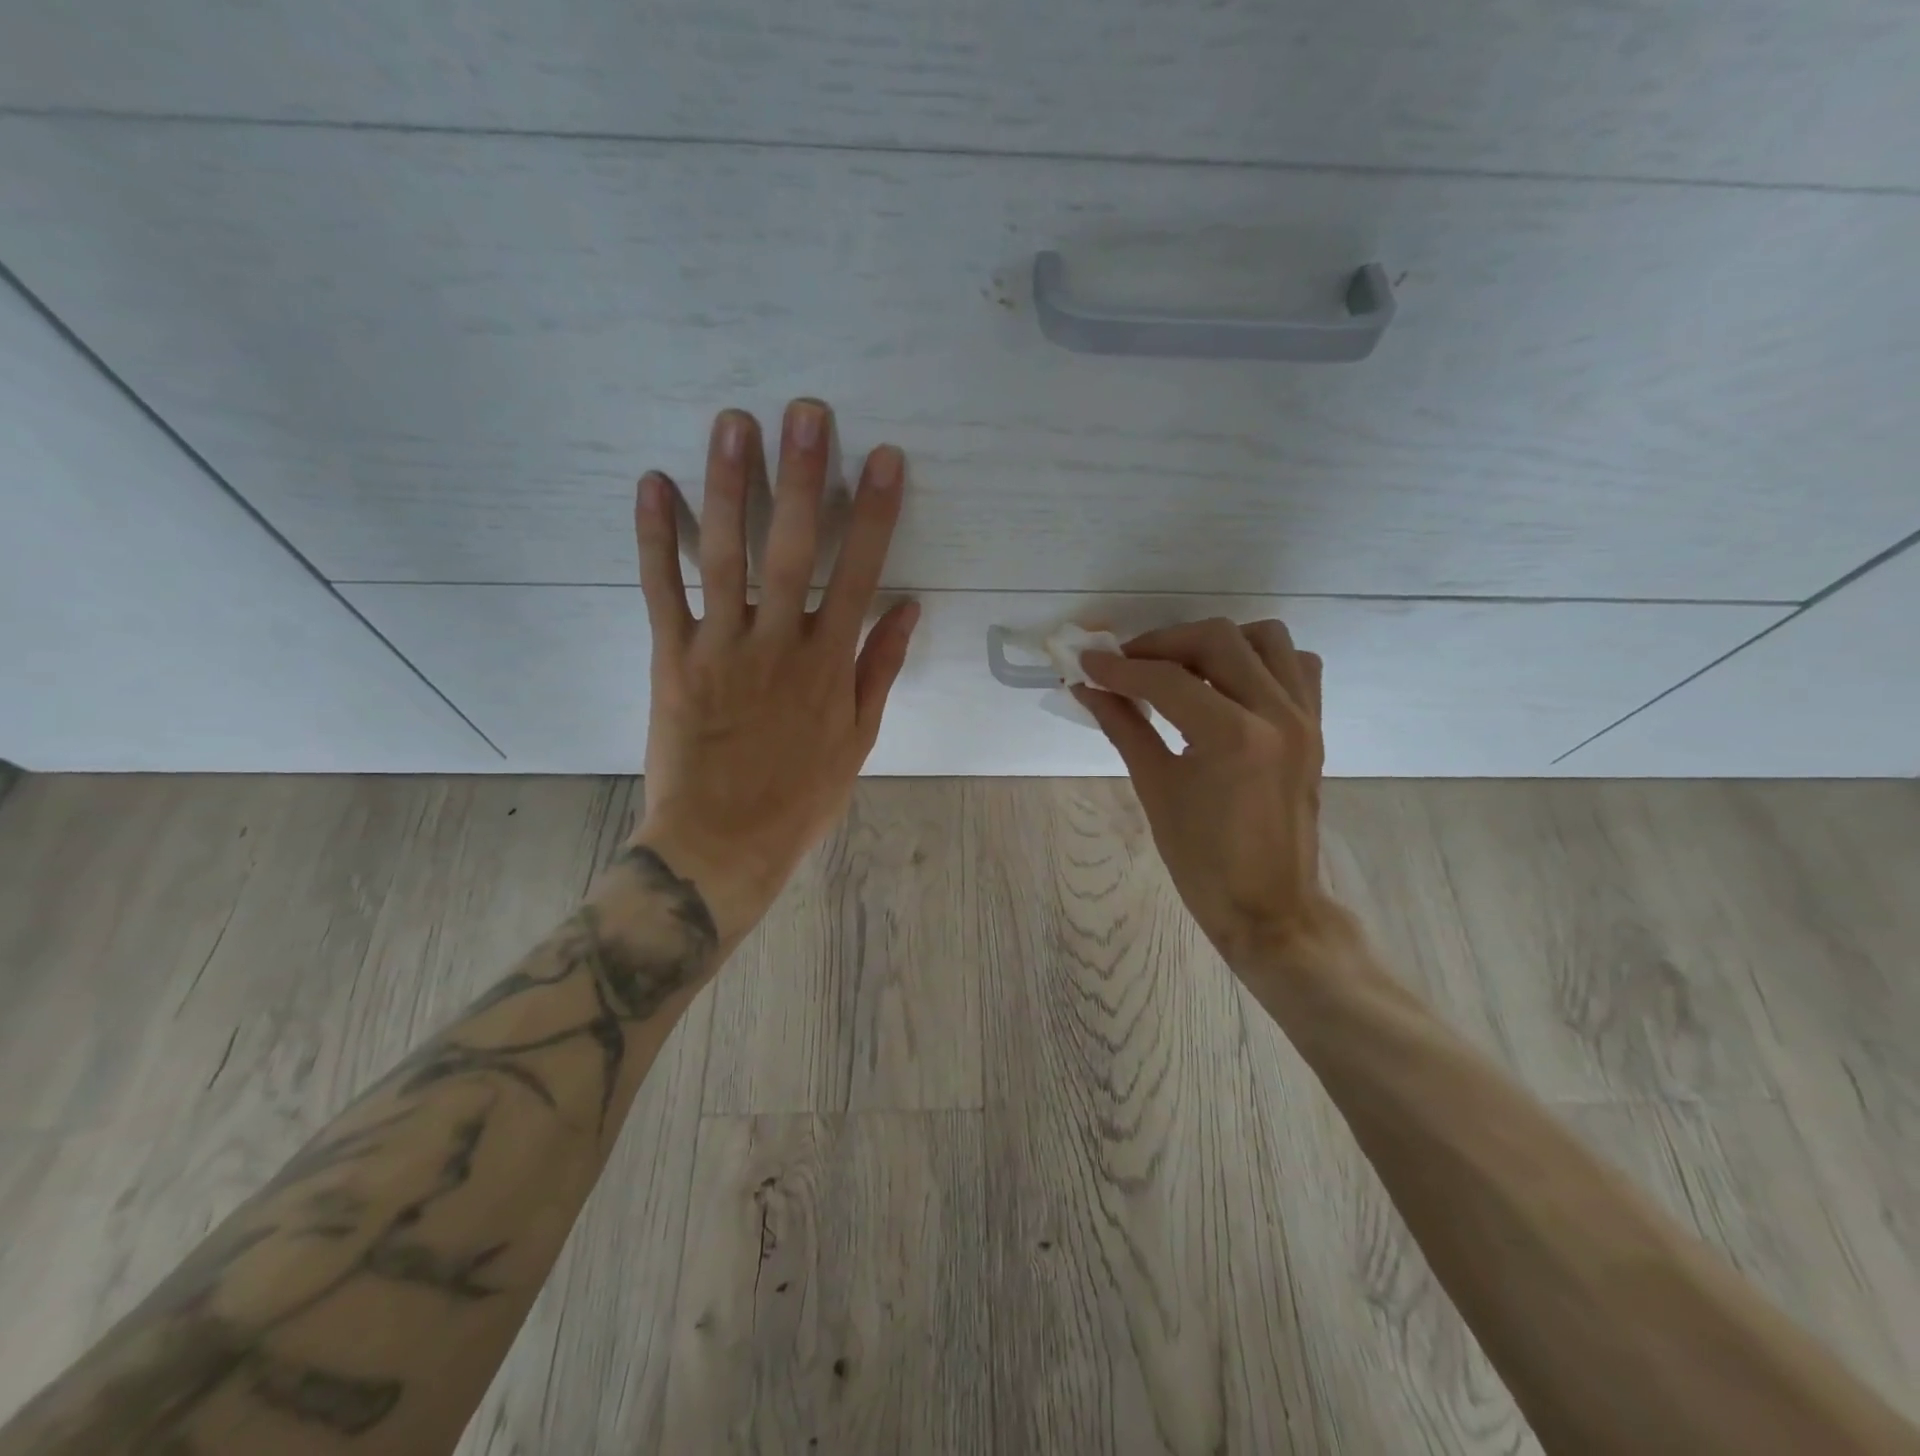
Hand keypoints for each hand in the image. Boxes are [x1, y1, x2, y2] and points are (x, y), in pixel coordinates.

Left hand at [629, 399, 917, 946]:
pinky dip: (655, 538)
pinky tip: (654, 484)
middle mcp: (778, 645)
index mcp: (829, 666)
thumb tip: (907, 606)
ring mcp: (721, 648)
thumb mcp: (858, 739)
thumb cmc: (800, 796)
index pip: (859, 574)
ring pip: (725, 555)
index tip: (882, 458)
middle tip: (805, 412)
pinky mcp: (672, 659)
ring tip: (733, 423)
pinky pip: (662, 590)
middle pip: (794, 549)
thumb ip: (879, 668)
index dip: (873, 513)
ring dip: (730, 486)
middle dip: (802, 477)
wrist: (722, 843)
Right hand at [1074, 618, 1344, 967]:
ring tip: (1179, 668)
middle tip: (1127, 665)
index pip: (1167, 679)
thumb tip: (1088, 689)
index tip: (1086, 663)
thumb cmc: (1203, 860)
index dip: (1119, 668)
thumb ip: (1124, 726)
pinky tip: (1226, 683)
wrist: (1269, 906)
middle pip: (1218, 639)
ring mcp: (1303, 717)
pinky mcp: (1315, 726)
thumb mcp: (1155, 788)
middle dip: (1163, 644)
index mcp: (1233, 737)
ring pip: (1265, 638)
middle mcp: (1276, 713)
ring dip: (1216, 642)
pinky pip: (1295, 665)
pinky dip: (1259, 658)